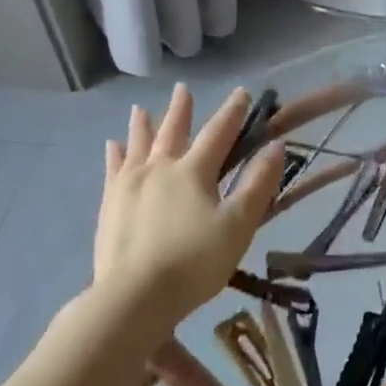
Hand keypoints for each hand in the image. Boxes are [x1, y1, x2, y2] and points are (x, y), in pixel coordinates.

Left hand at [92, 84, 283, 324]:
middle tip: (182, 90)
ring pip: (137, 145)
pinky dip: (115, 155)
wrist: (135, 296)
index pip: (218, 133)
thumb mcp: (238, 225)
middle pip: (173, 132)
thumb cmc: (195, 261)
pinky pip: (112, 170)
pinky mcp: (109, 205)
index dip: (233, 113)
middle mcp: (159, 169)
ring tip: (141, 109)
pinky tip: (113, 147)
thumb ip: (258, 184)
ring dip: (143, 125)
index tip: (243, 93)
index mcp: (193, 172)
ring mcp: (129, 186)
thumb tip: (276, 146)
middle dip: (181, 110)